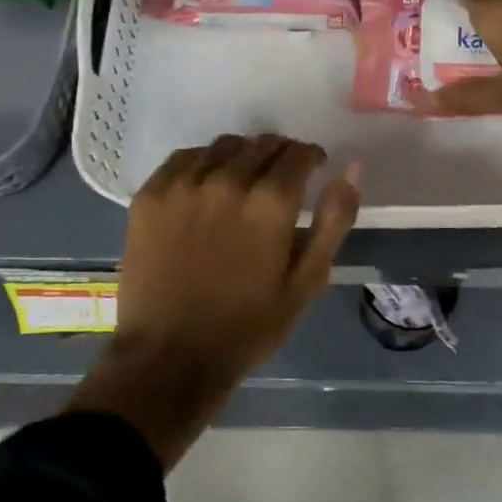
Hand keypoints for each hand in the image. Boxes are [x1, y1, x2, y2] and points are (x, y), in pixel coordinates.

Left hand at [68, 134, 360, 467]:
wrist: (168, 357)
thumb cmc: (247, 326)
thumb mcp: (306, 282)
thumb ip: (334, 220)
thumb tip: (350, 168)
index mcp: (271, 202)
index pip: (298, 153)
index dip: (311, 158)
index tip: (312, 170)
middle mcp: (228, 180)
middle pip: (263, 144)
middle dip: (280, 155)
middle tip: (280, 180)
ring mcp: (184, 184)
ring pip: (225, 145)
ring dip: (243, 156)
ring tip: (243, 181)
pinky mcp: (151, 193)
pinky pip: (185, 157)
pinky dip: (204, 163)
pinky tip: (206, 187)